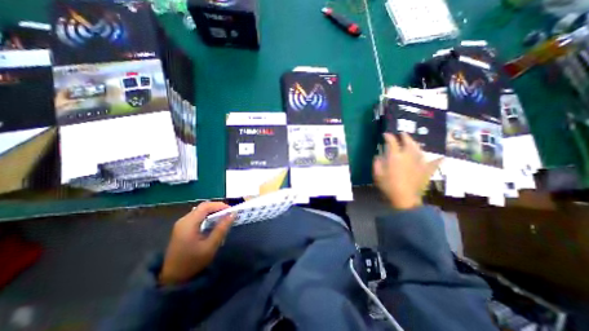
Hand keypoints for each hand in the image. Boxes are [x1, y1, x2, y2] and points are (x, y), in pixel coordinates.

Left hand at [161, 201, 235, 284]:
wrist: (173, 279)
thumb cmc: (193, 262)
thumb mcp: (210, 246)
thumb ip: (222, 228)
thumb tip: (232, 214)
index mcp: (188, 223)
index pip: (206, 206)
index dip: (220, 205)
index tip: (231, 211)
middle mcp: (184, 220)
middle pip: (203, 207)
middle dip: (218, 208)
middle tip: (229, 214)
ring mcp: (182, 224)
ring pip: (201, 211)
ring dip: (213, 212)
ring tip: (224, 219)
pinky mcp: (182, 228)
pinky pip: (197, 217)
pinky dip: (208, 217)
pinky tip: (214, 224)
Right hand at [372, 132, 441, 207]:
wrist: (404, 199)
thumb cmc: (388, 186)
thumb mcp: (377, 174)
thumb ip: (377, 163)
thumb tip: (379, 155)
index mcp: (395, 156)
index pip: (392, 142)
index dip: (388, 136)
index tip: (385, 135)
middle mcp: (408, 156)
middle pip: (408, 142)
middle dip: (404, 136)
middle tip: (401, 134)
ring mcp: (420, 162)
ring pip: (419, 149)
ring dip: (415, 143)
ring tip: (413, 142)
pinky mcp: (427, 170)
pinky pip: (434, 162)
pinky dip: (437, 159)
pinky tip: (440, 157)